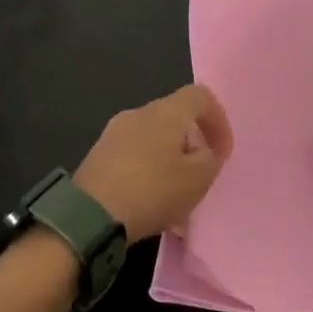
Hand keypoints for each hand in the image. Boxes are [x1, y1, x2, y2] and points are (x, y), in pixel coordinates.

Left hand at [74, 84, 233, 243]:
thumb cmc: (152, 190)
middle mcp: (138, 113)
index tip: (222, 152)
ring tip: (175, 196)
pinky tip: (150, 202)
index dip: (218, 120)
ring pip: (153, 139)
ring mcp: (113, 133)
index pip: (200, 96)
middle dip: (191, 144)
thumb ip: (210, 159)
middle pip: (174, 118)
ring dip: (169, 161)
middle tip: (199, 175)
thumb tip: (203, 151)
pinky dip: (147, 172)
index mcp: (166, 111)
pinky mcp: (97, 156)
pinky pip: (133, 156)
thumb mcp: (198, 179)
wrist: (90, 215)